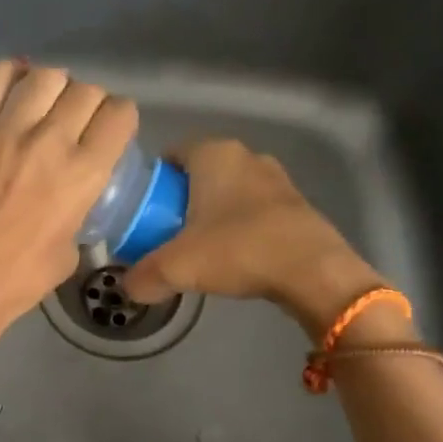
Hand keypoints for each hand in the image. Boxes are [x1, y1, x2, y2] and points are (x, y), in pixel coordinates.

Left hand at [0, 60, 137, 336]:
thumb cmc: (23, 276)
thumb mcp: (74, 246)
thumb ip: (81, 205)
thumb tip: (76, 190)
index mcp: (84, 173)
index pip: (119, 114)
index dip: (120, 117)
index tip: (111, 128)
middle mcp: (50, 142)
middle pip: (85, 91)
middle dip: (90, 102)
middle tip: (78, 119)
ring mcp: (5, 132)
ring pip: (43, 78)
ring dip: (54, 86)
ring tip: (47, 101)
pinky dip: (8, 75)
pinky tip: (14, 83)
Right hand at [120, 139, 395, 338]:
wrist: (314, 272)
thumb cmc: (239, 251)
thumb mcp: (177, 267)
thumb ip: (144, 276)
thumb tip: (128, 287)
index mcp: (213, 154)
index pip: (170, 155)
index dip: (153, 184)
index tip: (144, 214)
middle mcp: (245, 156)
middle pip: (199, 174)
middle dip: (181, 201)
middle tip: (166, 235)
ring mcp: (276, 178)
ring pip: (229, 192)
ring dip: (213, 215)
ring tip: (200, 250)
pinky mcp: (296, 204)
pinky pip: (254, 209)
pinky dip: (240, 227)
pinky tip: (235, 257)